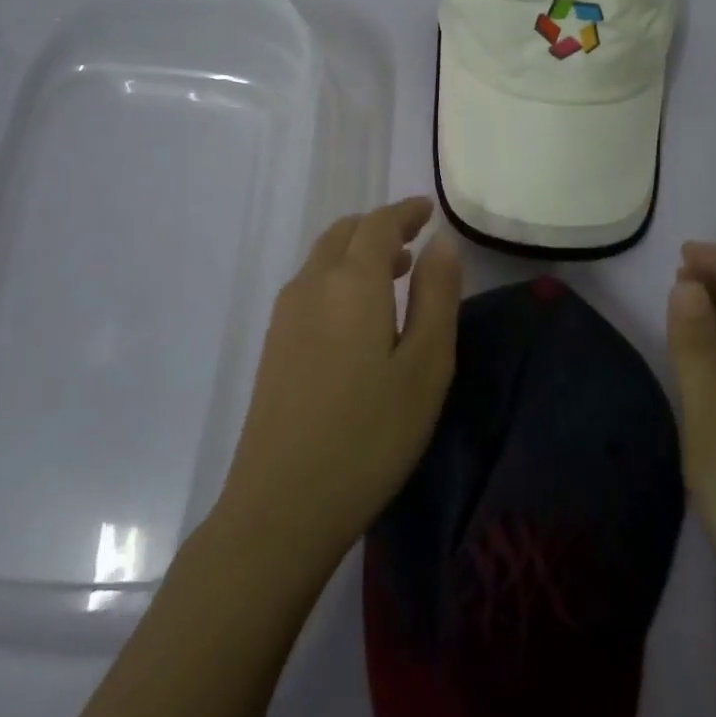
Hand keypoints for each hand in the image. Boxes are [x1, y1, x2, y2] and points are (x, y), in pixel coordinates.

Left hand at [216, 198, 461, 576]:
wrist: (282, 505)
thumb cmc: (370, 434)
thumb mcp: (425, 365)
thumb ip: (436, 296)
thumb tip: (441, 244)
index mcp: (351, 283)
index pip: (377, 224)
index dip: (404, 212)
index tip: (428, 211)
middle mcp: (311, 286)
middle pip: (343, 234)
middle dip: (379, 229)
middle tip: (414, 241)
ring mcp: (285, 317)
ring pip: (323, 260)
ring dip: (358, 254)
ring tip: (395, 273)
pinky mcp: (274, 347)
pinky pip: (310, 287)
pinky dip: (339, 278)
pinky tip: (359, 316)